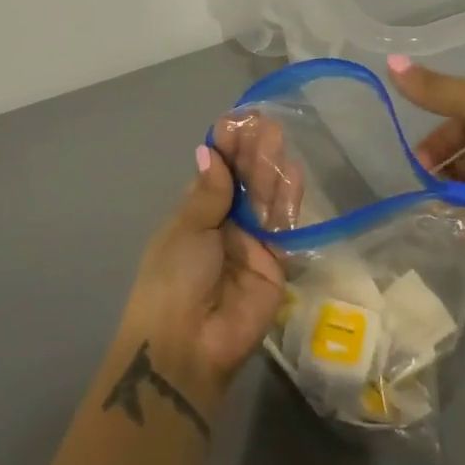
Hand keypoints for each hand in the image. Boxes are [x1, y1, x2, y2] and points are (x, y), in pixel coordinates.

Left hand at [118, 146, 285, 408]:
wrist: (188, 342)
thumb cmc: (173, 279)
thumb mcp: (184, 230)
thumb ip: (207, 193)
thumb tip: (207, 152)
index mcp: (195, 215)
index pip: (215, 174)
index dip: (225, 149)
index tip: (235, 121)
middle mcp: (225, 225)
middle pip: (243, 182)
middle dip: (251, 152)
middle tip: (263, 123)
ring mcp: (252, 243)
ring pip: (264, 198)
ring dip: (270, 168)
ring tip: (276, 136)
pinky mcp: (276, 262)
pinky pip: (283, 226)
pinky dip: (287, 199)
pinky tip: (291, 171)